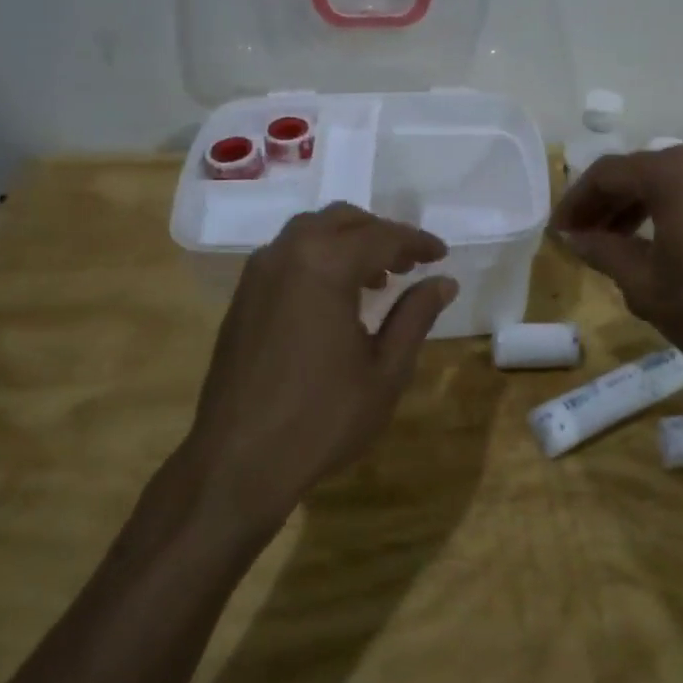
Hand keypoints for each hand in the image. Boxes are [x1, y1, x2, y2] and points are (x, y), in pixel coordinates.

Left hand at [175, 203, 455, 539]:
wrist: (238, 462)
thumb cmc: (322, 418)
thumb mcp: (385, 370)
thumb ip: (415, 316)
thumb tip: (443, 281)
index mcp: (325, 266)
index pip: (381, 236)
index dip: (416, 242)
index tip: (441, 254)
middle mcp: (286, 255)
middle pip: (341, 220)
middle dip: (380, 233)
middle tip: (410, 261)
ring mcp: (257, 274)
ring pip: (309, 232)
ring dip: (346, 242)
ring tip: (376, 278)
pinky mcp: (242, 297)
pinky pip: (287, 256)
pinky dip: (318, 258)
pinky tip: (334, 296)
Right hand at [550, 146, 682, 388]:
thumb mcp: (646, 285)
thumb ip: (603, 253)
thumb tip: (574, 238)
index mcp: (672, 172)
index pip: (606, 174)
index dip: (575, 202)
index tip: (558, 232)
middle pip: (637, 172)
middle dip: (604, 204)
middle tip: (581, 238)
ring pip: (667, 181)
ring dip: (635, 207)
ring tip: (614, 242)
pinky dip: (667, 210)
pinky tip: (658, 242)